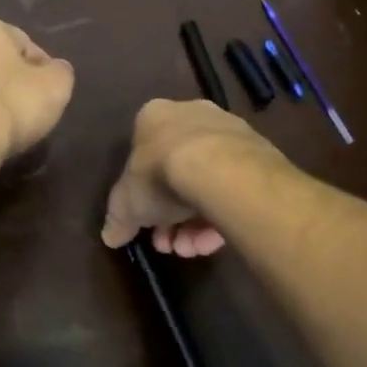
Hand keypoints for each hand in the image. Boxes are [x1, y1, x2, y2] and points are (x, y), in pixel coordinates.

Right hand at [100, 99, 276, 257]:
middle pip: (176, 173)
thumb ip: (117, 219)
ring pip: (206, 184)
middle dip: (169, 216)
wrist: (220, 169)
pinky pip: (232, 188)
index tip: (145, 224)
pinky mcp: (257, 153)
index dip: (141, 197)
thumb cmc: (160, 174)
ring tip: (191, 249)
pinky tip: (212, 242)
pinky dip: (220, 215)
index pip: (143, 157)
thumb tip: (109, 236)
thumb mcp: (126, 203)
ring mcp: (228, 133)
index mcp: (154, 117)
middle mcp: (191, 116)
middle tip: (168, 243)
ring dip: (194, 223)